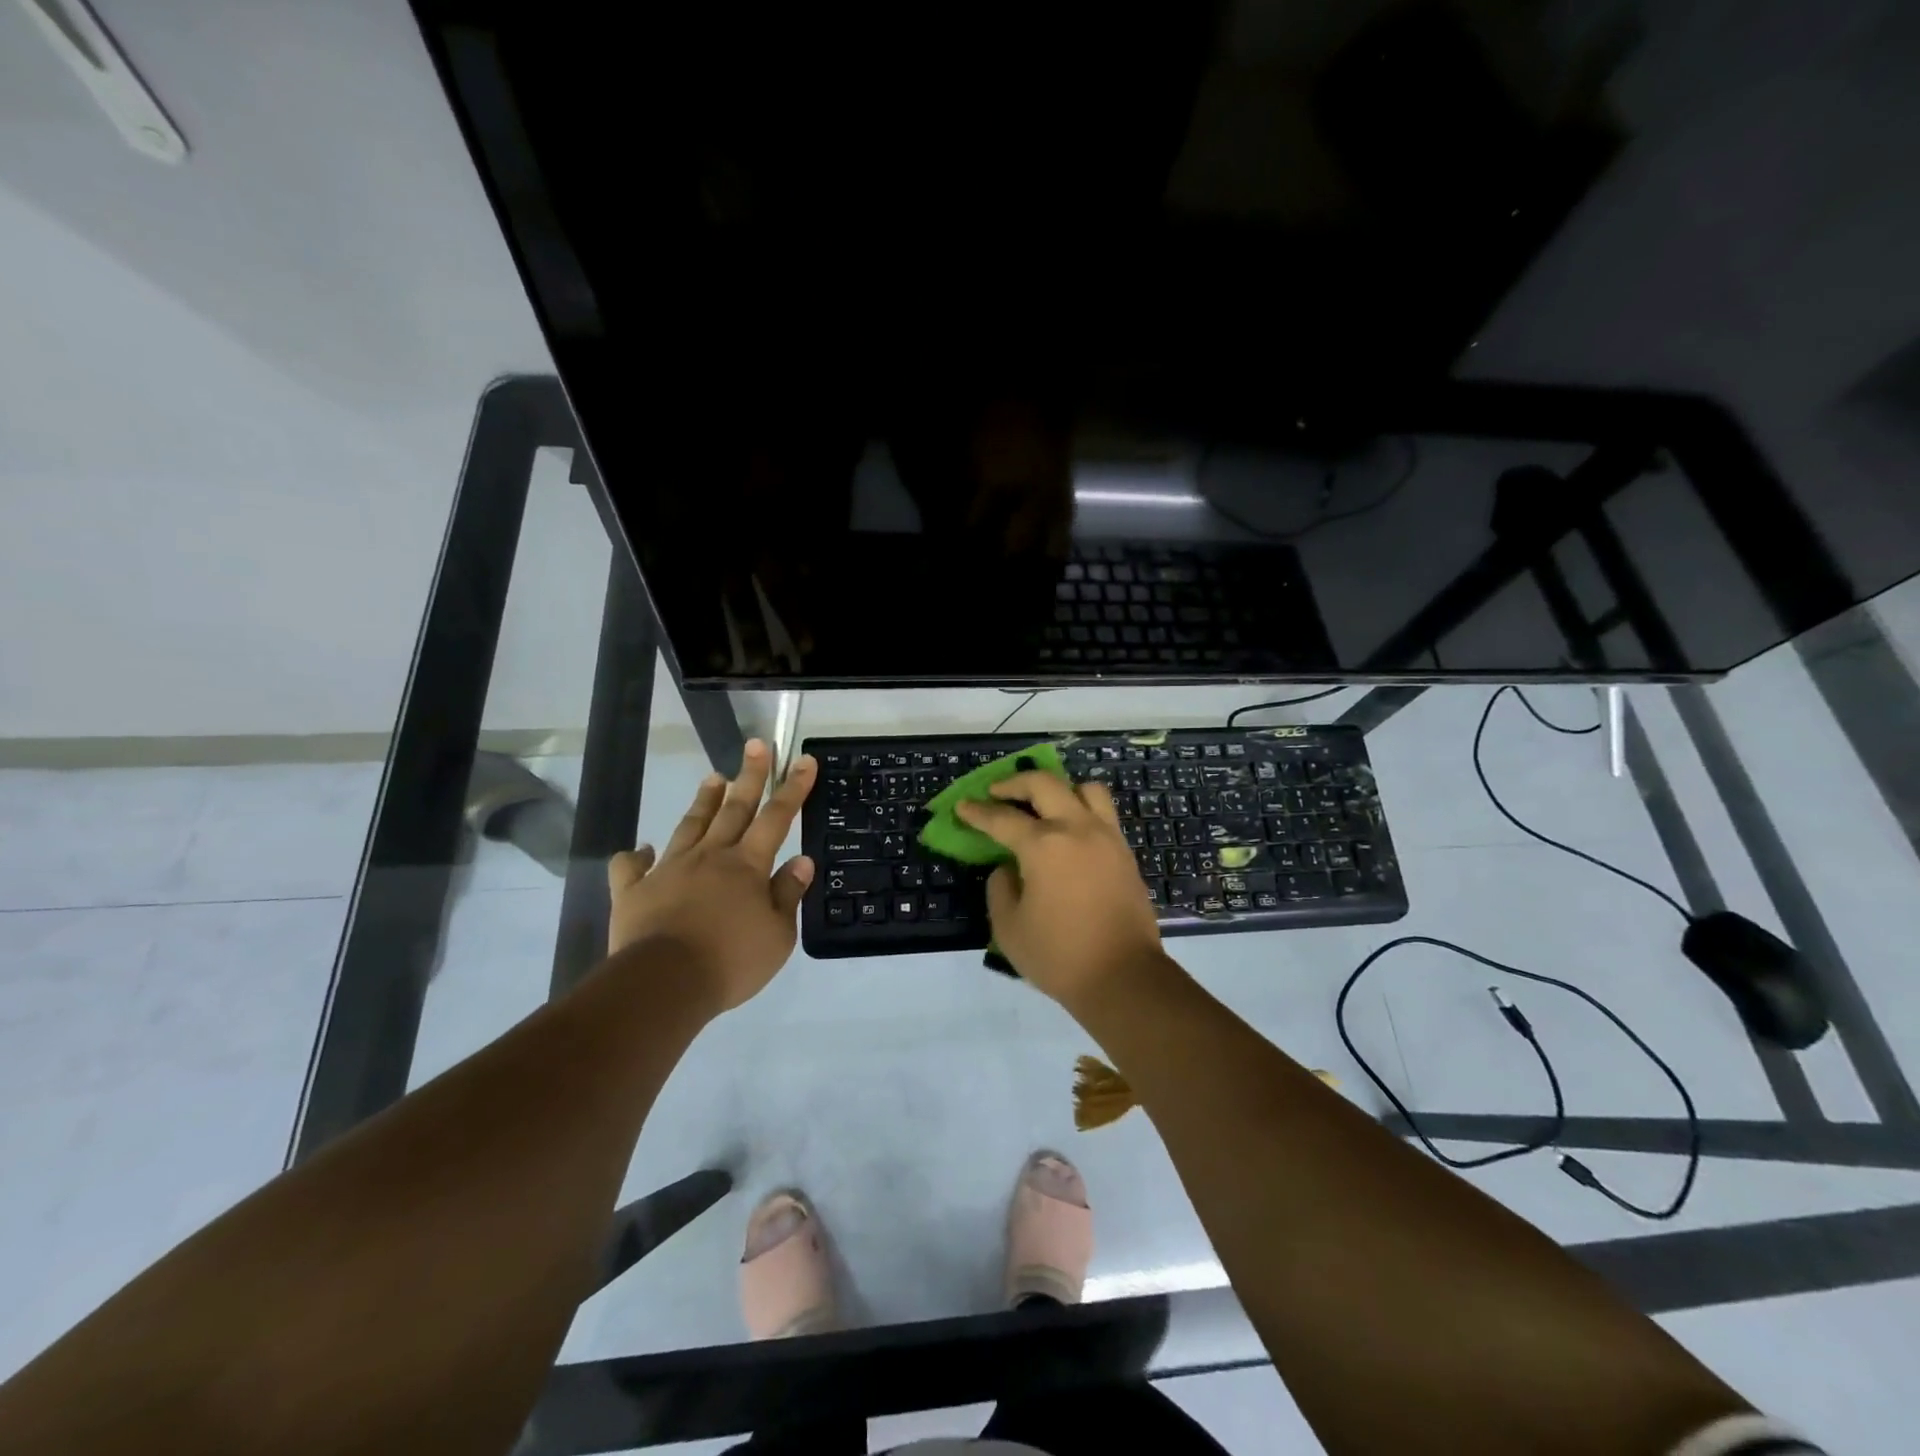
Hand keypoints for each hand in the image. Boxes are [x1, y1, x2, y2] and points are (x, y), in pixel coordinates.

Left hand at [605, 740, 816, 1012]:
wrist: (664, 983)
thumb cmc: (731, 960)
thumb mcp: (778, 935)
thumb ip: (788, 894)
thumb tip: (802, 860)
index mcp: (747, 865)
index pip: (777, 817)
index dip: (793, 787)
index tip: (804, 759)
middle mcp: (710, 856)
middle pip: (734, 808)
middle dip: (749, 775)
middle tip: (756, 745)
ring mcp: (668, 869)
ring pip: (689, 826)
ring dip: (704, 801)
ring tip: (712, 777)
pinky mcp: (634, 890)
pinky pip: (631, 868)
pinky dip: (635, 856)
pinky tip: (639, 849)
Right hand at [956, 772, 1167, 1006]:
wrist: (1123, 977)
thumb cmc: (1059, 955)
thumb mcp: (1009, 927)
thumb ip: (1000, 888)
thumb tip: (1008, 868)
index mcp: (1043, 845)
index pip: (1002, 818)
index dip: (977, 812)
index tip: (962, 806)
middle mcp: (1077, 828)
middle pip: (1044, 784)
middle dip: (1015, 783)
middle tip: (997, 793)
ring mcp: (1107, 837)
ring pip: (1085, 789)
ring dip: (1059, 788)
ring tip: (1044, 805)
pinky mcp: (1125, 852)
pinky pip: (1104, 813)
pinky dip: (1083, 809)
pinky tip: (1070, 831)